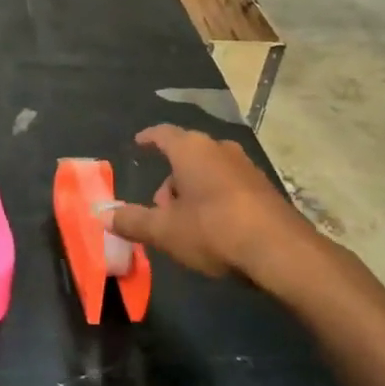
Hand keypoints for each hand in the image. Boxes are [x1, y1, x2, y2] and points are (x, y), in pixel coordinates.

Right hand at [106, 125, 315, 280]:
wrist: (281, 251)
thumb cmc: (214, 231)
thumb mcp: (165, 230)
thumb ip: (133, 221)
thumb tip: (102, 214)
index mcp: (191, 149)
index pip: (163, 134)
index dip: (148, 138)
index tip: (139, 143)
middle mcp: (219, 148)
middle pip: (186, 155)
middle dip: (170, 178)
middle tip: (160, 208)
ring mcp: (245, 166)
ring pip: (209, 170)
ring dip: (194, 190)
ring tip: (187, 223)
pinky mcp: (264, 187)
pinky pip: (229, 185)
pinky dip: (216, 198)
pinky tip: (216, 228)